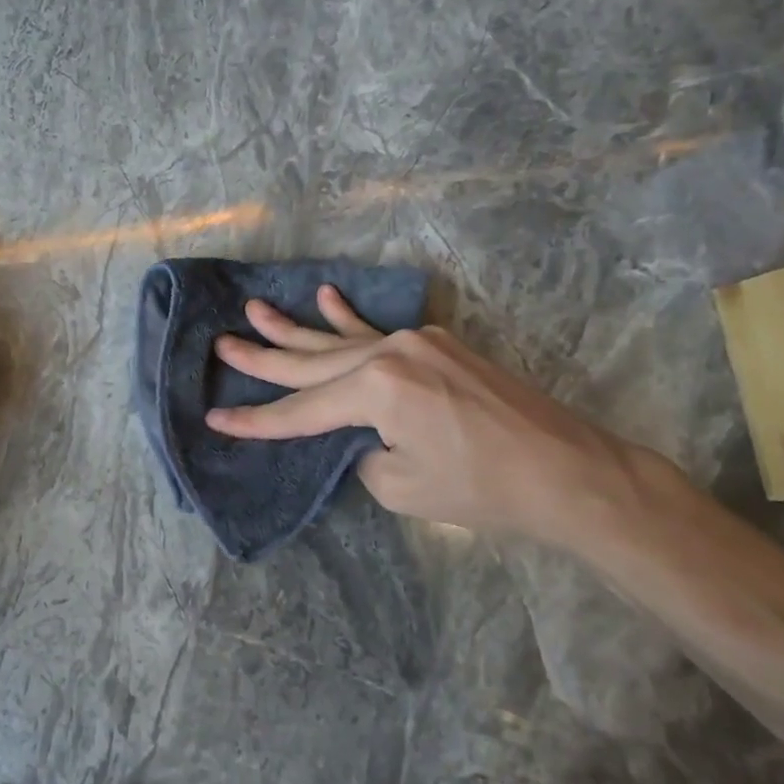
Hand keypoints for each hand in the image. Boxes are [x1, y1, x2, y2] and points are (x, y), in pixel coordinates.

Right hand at [205, 287, 684, 547]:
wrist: (568, 472)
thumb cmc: (482, 488)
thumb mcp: (399, 485)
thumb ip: (363, 451)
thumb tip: (361, 434)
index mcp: (376, 388)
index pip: (301, 411)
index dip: (256, 421)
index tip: (216, 419)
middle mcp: (389, 353)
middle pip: (310, 363)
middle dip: (263, 359)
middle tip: (222, 345)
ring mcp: (415, 343)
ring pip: (339, 340)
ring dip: (296, 328)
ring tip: (255, 311)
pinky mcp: (436, 346)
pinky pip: (379, 330)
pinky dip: (349, 316)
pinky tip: (326, 295)